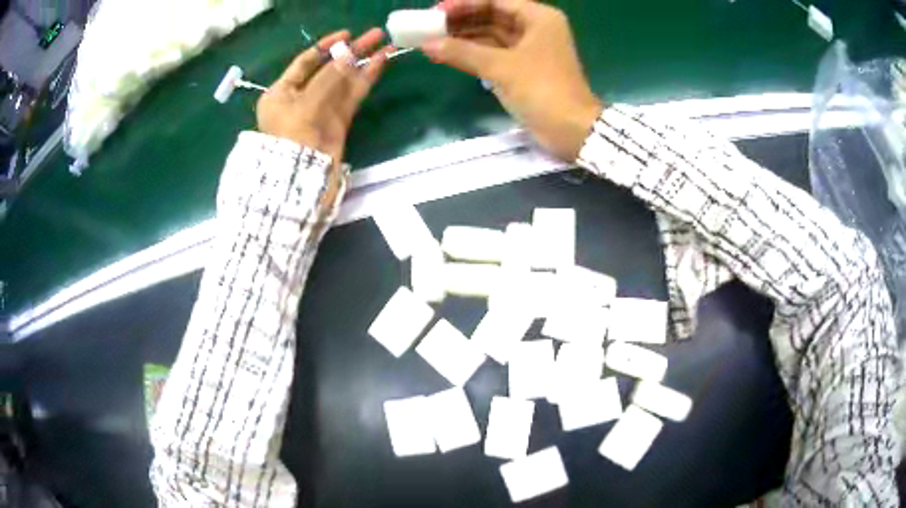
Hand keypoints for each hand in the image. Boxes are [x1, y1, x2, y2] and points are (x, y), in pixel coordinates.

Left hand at [257, 29, 391, 162]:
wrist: (299, 180)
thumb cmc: (291, 139)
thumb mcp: (305, 104)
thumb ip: (328, 78)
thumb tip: (349, 55)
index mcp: (281, 93)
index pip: (305, 62)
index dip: (326, 46)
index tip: (347, 34)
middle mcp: (300, 98)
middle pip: (329, 69)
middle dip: (351, 51)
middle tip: (376, 35)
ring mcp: (321, 110)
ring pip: (344, 81)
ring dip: (364, 63)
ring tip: (386, 46)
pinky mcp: (338, 121)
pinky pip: (352, 95)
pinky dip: (365, 79)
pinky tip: (380, 64)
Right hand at [422, 0, 601, 160]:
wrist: (571, 130)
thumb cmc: (542, 89)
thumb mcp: (501, 67)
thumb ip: (462, 52)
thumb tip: (427, 44)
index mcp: (537, 17)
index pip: (495, 1)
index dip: (464, 4)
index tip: (436, 12)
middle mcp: (534, 28)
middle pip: (491, 16)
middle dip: (461, 21)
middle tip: (428, 27)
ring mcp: (529, 49)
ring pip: (490, 36)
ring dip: (463, 38)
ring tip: (431, 41)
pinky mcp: (523, 68)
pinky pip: (492, 54)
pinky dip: (472, 54)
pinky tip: (446, 55)